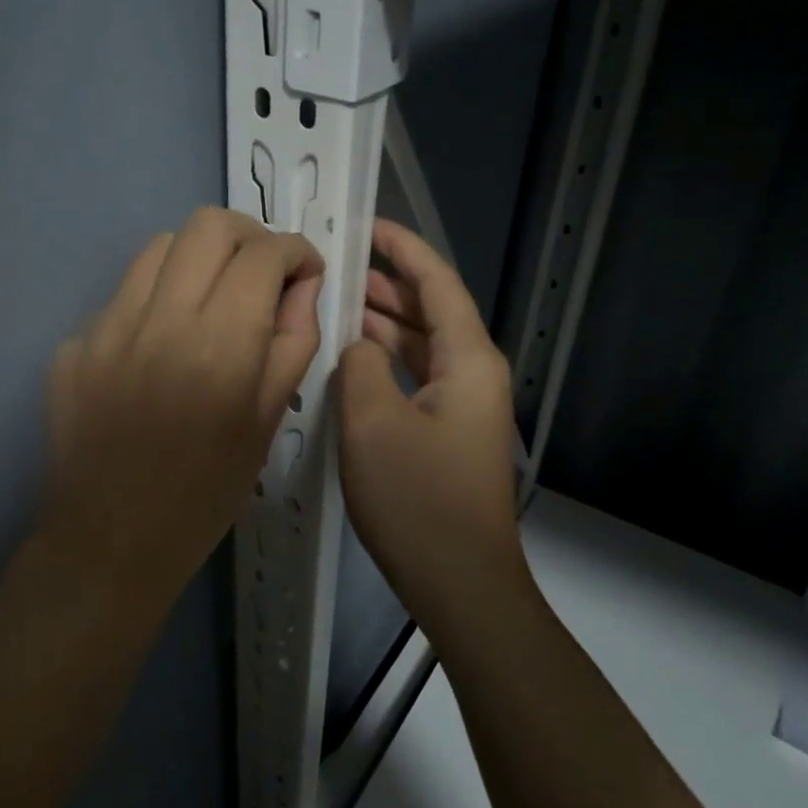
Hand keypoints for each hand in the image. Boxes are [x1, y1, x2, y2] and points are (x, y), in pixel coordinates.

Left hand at [37, 207, 324, 613]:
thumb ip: (294, 341)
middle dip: (250, 235)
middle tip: (262, 271)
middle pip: (208, 225)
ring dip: (199, 258)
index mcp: (221, 347)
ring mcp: (106, 328)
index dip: (295, 250)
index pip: (264, 255)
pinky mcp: (73, 344)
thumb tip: (302, 284)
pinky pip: (123, 295)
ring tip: (212, 298)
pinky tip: (161, 345)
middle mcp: (161, 322)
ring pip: (160, 246)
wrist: (111, 542)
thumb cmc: (206, 493)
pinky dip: (156, 300)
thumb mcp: (269, 421)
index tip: (304, 270)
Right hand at [337, 220, 526, 636]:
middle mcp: (473, 374)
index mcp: (468, 360)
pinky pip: (415, 379)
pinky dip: (384, 363)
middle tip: (336, 267)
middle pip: (430, 312)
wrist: (460, 583)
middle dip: (386, 285)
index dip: (403, 249)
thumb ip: (359, 365)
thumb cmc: (418, 500)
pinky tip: (349, 363)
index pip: (437, 283)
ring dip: (382, 325)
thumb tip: (358, 346)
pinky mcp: (447, 434)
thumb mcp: (372, 422)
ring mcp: (462, 406)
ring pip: (421, 347)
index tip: (367, 224)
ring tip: (334, 306)